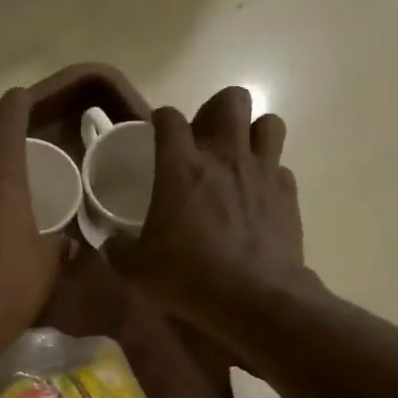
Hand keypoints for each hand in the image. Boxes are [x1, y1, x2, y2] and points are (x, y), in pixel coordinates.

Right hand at [105, 86, 314, 333]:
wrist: (252, 298)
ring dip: (252, 134)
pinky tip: (257, 197)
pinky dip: (269, 175)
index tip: (156, 134)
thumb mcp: (137, 269)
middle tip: (204, 141)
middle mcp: (225, 156)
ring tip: (238, 159)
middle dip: (216, 111)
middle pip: (231, 99)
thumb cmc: (188, 277)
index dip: (161, 120)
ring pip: (268, 123)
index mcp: (181, 167)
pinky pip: (281, 167)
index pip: (169, 118)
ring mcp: (262, 172)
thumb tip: (110, 242)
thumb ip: (119, 248)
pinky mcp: (287, 194)